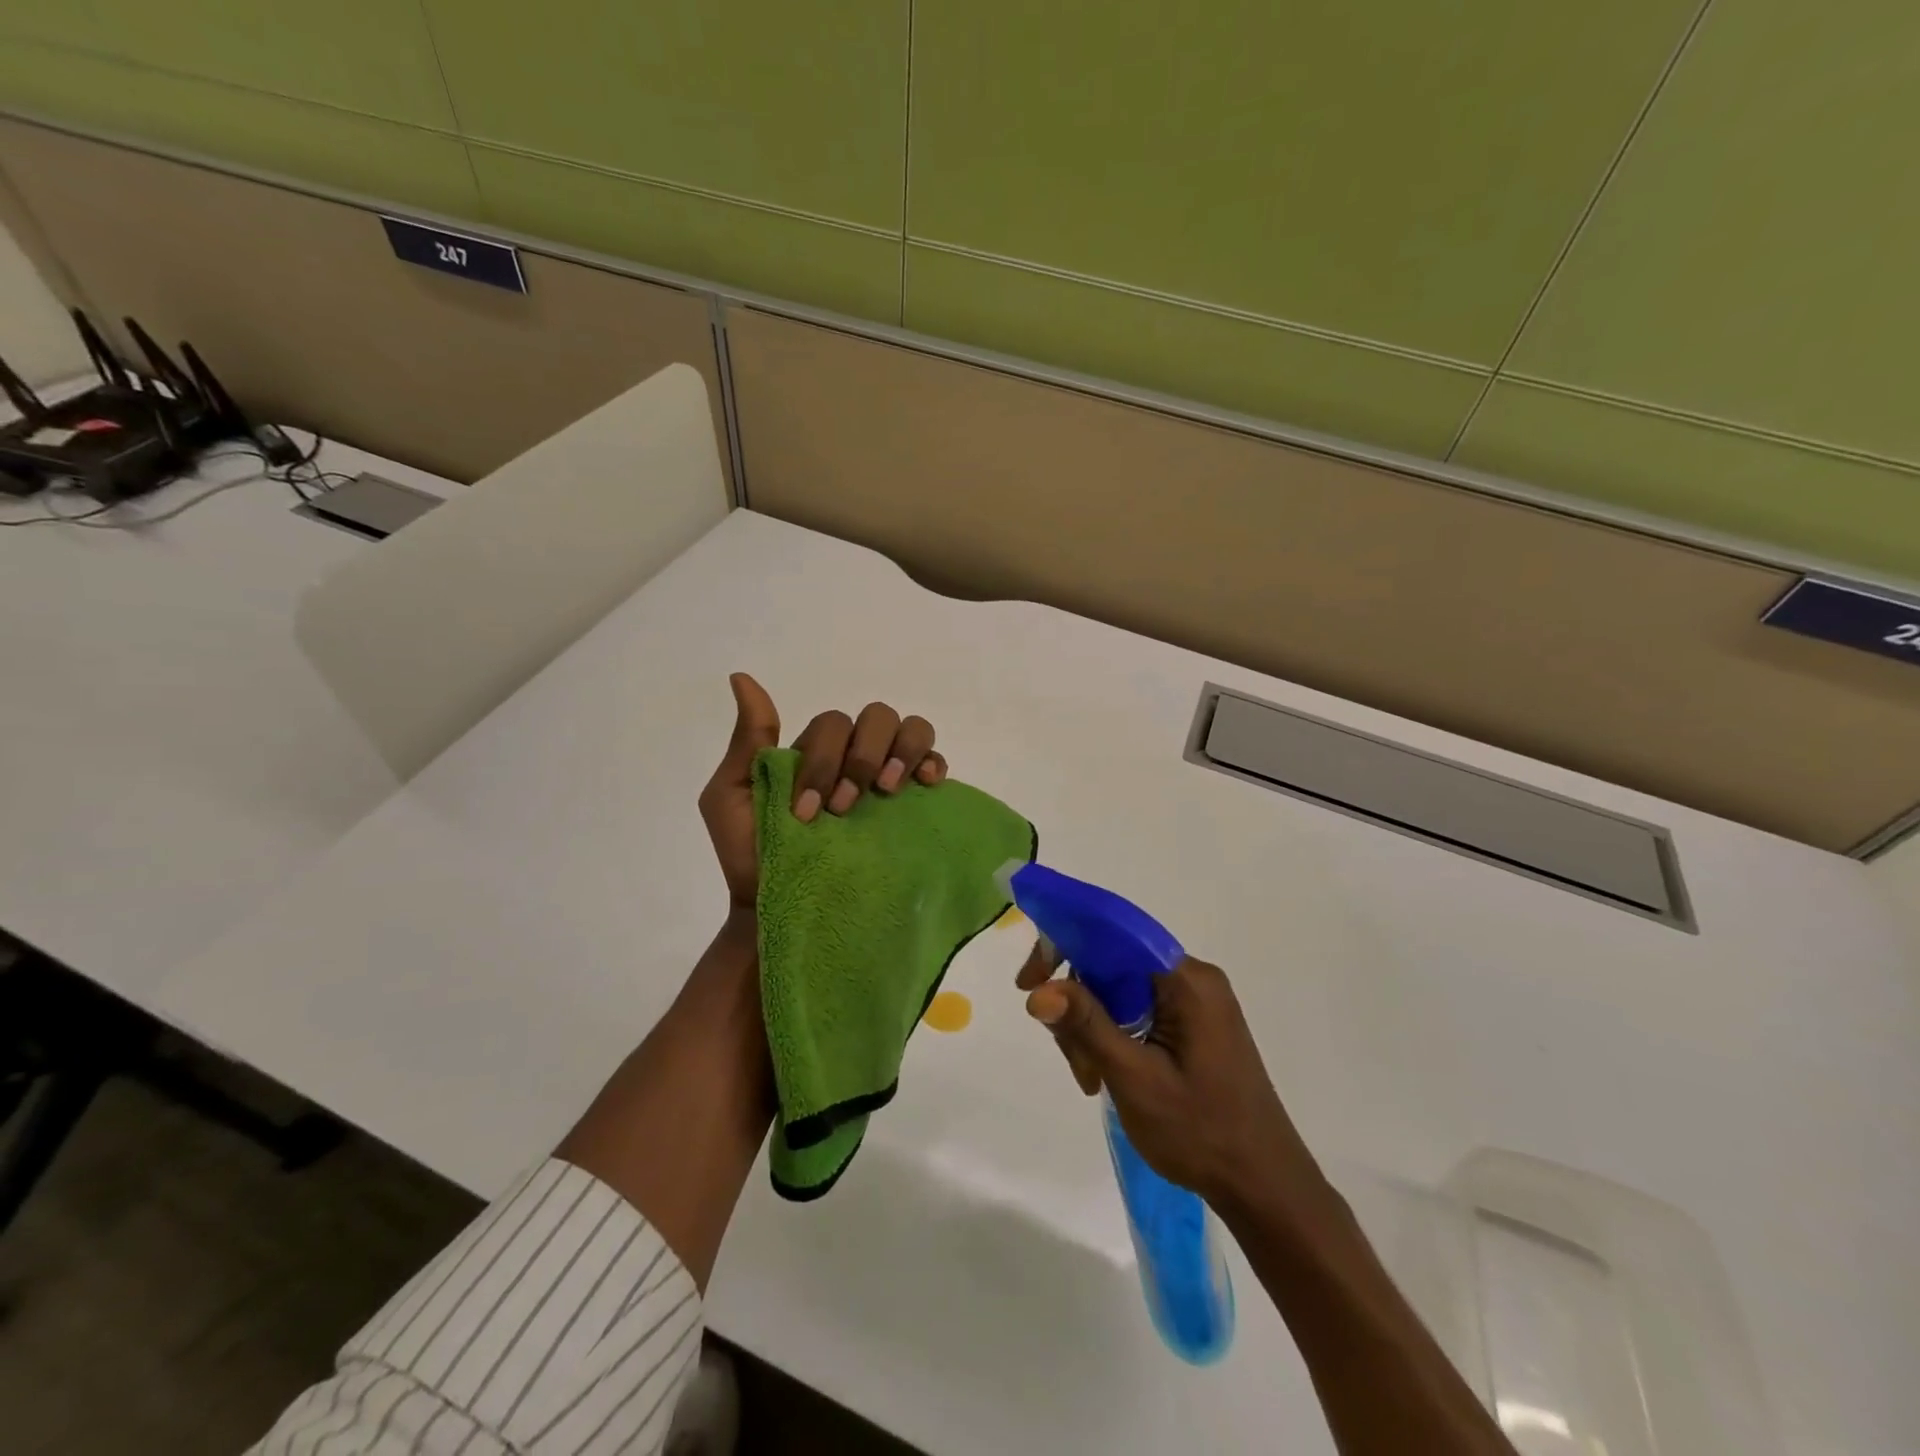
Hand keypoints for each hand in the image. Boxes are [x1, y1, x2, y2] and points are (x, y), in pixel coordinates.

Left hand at [698, 673, 951, 907]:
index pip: (834, 724)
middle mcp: (854, 757)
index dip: (826, 759)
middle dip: (863, 758)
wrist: (777, 910)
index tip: (808, 812)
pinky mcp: (910, 806)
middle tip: (845, 807)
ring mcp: (886, 779)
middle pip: (877, 718)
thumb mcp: (731, 796)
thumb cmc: (750, 856)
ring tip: (888, 792)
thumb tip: (742, 679)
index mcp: (815, 752)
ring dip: (902, 753)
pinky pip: (935, 763)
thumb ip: (748, 741)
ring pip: (911, 729)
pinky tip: (925, 784)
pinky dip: (934, 763)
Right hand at [1017, 944, 1321, 1210]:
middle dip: (1080, 1004)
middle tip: (1074, 1060)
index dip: (1065, 946)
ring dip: (1094, 1029)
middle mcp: (1193, 979)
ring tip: (1093, 1081)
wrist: (1265, 1187)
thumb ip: (1087, 1026)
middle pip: (1112, 965)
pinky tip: (1107, 1077)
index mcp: (1186, 980)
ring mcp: (1196, 1003)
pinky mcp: (1195, 1026)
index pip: (1112, 934)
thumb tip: (1038, 990)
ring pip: (1120, 991)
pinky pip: (1138, 1011)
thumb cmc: (1202, 1132)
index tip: (1028, 983)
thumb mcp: (1134, 1078)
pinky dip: (1114, 1037)